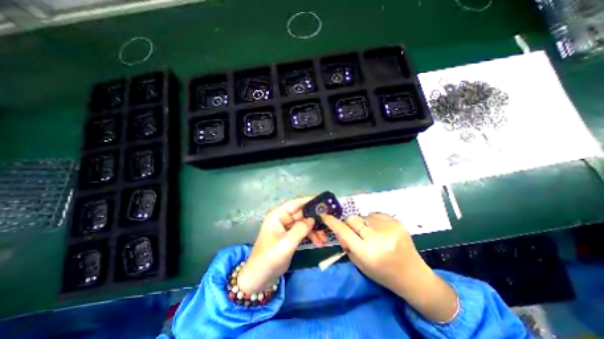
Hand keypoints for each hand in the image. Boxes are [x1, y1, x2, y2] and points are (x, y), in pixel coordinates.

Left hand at [237, 197, 328, 292]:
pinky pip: (303, 231)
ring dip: (314, 229)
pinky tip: (319, 242)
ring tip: (325, 238)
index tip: (323, 201)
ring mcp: (286, 227)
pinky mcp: (290, 236)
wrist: (259, 278)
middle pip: (302, 213)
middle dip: (315, 218)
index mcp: (278, 215)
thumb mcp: (286, 243)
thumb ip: (301, 229)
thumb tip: (313, 219)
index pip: (295, 203)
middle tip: (329, 220)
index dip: (309, 200)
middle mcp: (282, 218)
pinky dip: (311, 235)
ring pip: (304, 223)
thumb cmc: (269, 258)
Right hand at [320, 214, 420, 290]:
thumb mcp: (359, 263)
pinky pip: (375, 214)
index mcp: (366, 252)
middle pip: (352, 219)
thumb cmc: (382, 273)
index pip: (343, 231)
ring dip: (363, 223)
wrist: (412, 275)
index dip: (332, 222)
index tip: (324, 215)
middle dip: (349, 223)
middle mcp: (377, 238)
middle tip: (354, 231)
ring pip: (364, 216)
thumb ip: (347, 244)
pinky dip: (373, 220)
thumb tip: (340, 229)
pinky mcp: (396, 222)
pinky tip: (380, 230)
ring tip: (371, 233)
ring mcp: (388, 228)